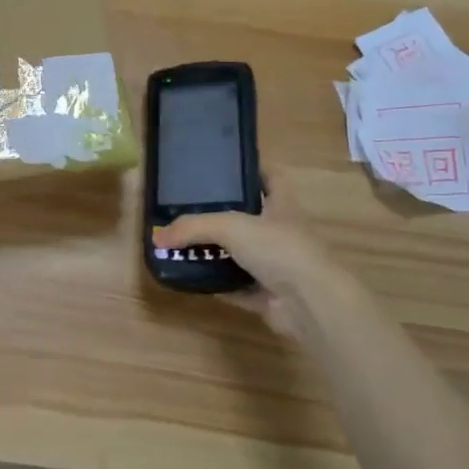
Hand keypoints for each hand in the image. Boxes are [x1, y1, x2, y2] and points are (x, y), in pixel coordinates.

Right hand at [153, 175, 349, 331]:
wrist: (310, 303)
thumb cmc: (278, 248)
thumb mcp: (230, 226)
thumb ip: (193, 227)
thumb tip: (158, 238)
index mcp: (282, 206)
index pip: (272, 177)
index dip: (253, 169)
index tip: (225, 166)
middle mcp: (282, 233)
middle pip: (251, 218)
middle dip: (223, 215)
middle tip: (189, 209)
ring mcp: (278, 266)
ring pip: (242, 255)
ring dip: (217, 253)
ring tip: (183, 245)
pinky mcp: (270, 296)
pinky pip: (238, 287)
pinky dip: (218, 284)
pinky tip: (193, 279)